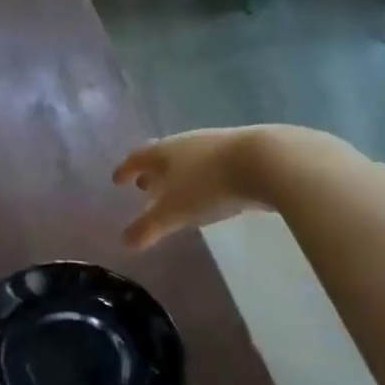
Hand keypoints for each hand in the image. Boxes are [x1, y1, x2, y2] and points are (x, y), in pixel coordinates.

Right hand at [112, 128, 265, 250]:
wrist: (267, 161)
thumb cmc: (210, 185)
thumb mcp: (174, 212)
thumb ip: (148, 227)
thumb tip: (125, 242)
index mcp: (164, 152)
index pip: (137, 158)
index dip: (125, 170)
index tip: (117, 180)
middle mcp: (187, 142)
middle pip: (163, 156)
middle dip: (152, 172)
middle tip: (144, 187)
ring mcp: (216, 143)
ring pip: (190, 159)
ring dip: (179, 175)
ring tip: (178, 191)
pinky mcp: (244, 151)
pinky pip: (214, 164)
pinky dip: (205, 176)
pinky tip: (212, 190)